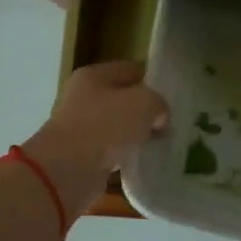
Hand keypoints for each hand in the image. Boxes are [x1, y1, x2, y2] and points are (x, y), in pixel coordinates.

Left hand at [18, 62, 169, 215]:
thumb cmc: (105, 126)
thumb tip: (159, 117)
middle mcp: (83, 98)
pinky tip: (145, 159)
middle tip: (169, 121)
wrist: (67, 170)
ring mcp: (81, 127)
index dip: (153, 80)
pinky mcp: (83, 154)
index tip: (173, 96)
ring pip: (120, 125)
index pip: (130, 70)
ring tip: (161, 141)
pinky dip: (128, 154)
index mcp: (93, 76)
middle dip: (146, 110)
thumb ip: (158, 103)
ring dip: (138, 134)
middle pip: (124, 98)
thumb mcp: (144, 103)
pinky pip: (113, 149)